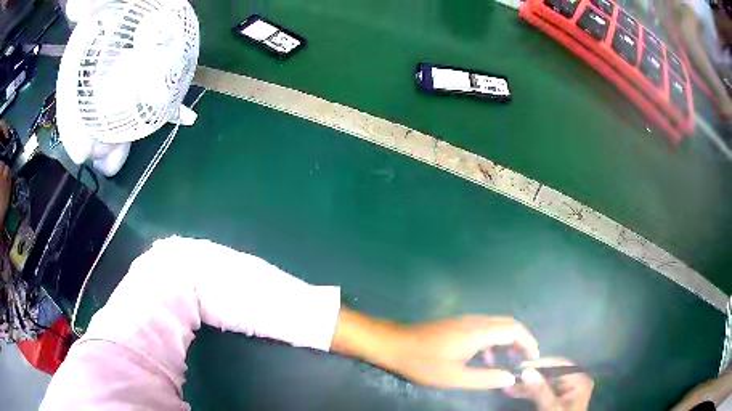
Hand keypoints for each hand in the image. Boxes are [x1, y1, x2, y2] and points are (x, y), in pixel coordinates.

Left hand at [332, 309, 539, 389]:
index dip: (528, 342)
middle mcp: (477, 320)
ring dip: (507, 340)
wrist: (393, 344)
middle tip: (523, 361)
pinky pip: (484, 328)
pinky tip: (485, 359)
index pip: (515, 329)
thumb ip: (485, 378)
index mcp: (479, 332)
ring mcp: (466, 320)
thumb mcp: (455, 377)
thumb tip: (511, 378)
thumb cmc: (423, 362)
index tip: (533, 358)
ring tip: (508, 362)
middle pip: (509, 324)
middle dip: (520, 340)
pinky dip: (493, 341)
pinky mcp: (457, 323)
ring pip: (497, 325)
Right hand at [509, 357, 593, 410]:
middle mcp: (574, 381)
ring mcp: (566, 390)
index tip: (520, 366)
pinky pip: (542, 391)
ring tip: (508, 386)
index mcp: (579, 380)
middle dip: (530, 376)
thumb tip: (526, 371)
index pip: (559, 365)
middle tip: (511, 377)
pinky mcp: (557, 399)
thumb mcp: (551, 408)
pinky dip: (529, 392)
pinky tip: (514, 392)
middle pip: (550, 374)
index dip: (539, 364)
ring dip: (526, 385)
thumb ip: (541, 390)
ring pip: (544, 383)